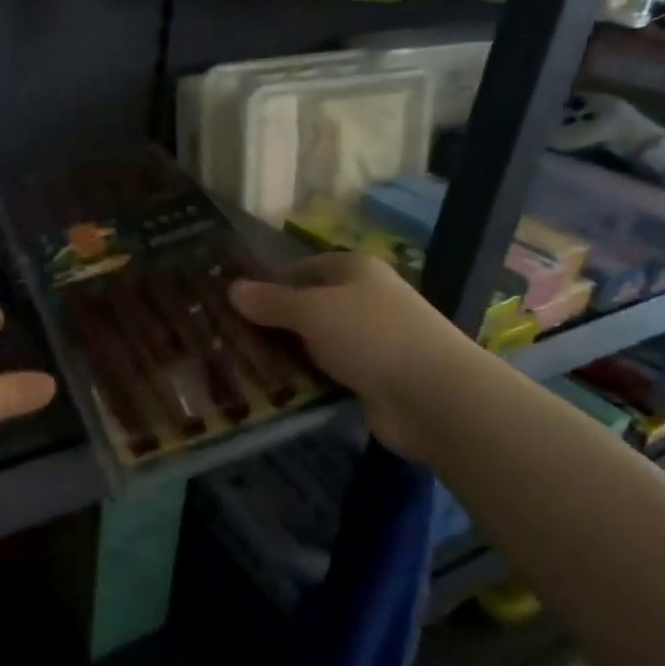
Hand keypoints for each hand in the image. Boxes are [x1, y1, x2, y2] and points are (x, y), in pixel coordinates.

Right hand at [229, 253, 474, 460]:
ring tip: (243, 366)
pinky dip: (306, 379)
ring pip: (316, 342)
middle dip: (273, 323)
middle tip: (230, 338)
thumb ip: (271, 301)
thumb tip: (232, 288)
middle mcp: (364, 300)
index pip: (303, 268)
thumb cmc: (371, 336)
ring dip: (287, 354)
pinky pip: (328, 373)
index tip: (236, 304)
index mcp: (355, 271)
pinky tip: (276, 390)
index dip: (270, 283)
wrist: (433, 397)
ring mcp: (370, 341)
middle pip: (307, 306)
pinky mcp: (372, 378)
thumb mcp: (312, 311)